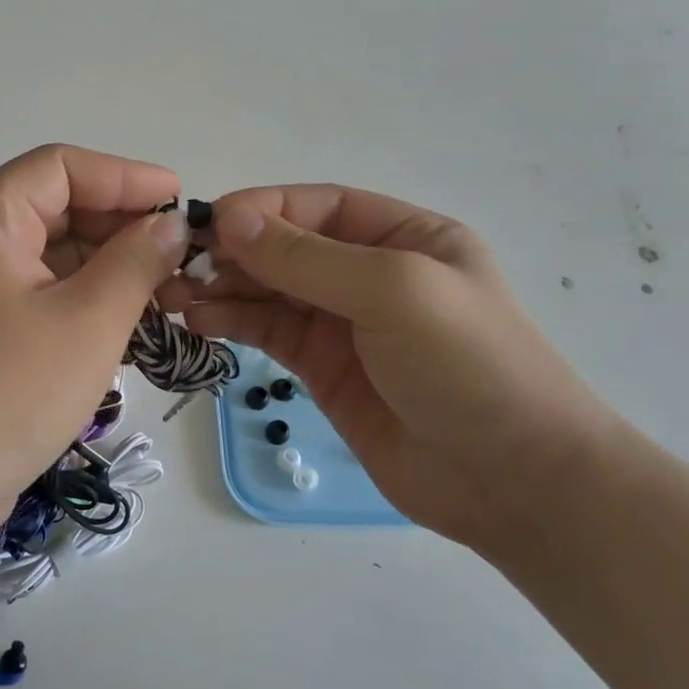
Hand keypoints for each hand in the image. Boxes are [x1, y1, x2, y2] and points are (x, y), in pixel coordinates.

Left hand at [0, 145, 189, 557]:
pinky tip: (131, 325)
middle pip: (58, 209)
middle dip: (122, 228)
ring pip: (53, 257)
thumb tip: (169, 227)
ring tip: (168, 294)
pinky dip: (85, 302)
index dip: (126, 177)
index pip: (62, 168)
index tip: (179, 202)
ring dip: (109, 269)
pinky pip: (42, 296)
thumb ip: (135, 262)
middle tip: (181, 258)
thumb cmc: (4, 390)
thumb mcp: (86, 321)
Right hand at [158, 187, 628, 547]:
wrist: (514, 482)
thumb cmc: (469, 366)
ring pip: (269, 290)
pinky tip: (199, 322)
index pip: (317, 206)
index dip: (262, 209)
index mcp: (402, 236)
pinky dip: (232, 322)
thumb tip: (231, 221)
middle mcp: (369, 272)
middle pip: (286, 247)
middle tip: (177, 266)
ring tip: (175, 296)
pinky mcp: (322, 368)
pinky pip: (268, 331)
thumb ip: (309, 258)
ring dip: (222, 288)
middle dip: (233, 252)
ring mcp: (344, 323)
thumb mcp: (395, 292)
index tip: (208, 225)